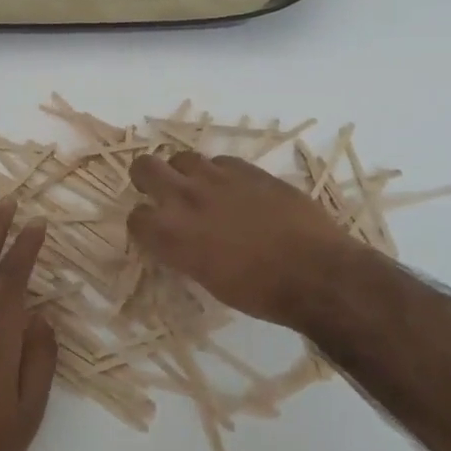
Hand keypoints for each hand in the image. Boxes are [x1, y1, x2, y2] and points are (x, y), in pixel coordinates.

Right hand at [127, 151, 357, 329]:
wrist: (314, 271)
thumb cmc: (260, 292)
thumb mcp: (209, 279)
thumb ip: (186, 252)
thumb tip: (181, 241)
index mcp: (172, 235)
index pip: (136, 217)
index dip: (142, 224)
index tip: (153, 230)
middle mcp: (186, 199)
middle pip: (145, 167)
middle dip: (146, 177)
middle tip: (159, 191)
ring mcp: (216, 178)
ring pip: (182, 157)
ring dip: (183, 172)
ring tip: (199, 188)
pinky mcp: (246, 168)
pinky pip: (220, 161)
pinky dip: (219, 173)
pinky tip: (234, 190)